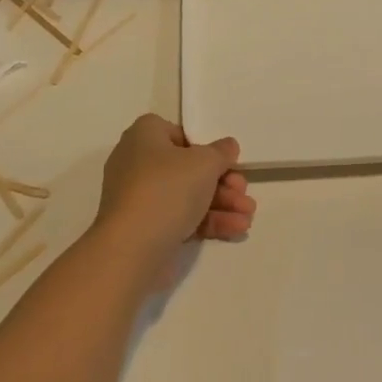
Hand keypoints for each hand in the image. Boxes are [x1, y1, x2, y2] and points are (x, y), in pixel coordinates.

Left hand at [93, 114, 255, 262]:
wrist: (132, 248)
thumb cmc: (167, 189)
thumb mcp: (204, 163)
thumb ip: (221, 152)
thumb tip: (228, 146)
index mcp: (144, 136)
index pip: (179, 134)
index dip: (205, 147)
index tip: (226, 161)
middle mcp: (137, 162)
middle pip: (188, 167)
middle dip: (222, 181)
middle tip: (244, 191)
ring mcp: (140, 198)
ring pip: (187, 195)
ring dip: (221, 203)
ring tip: (248, 215)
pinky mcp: (146, 228)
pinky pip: (181, 217)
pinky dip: (208, 221)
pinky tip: (237, 228)